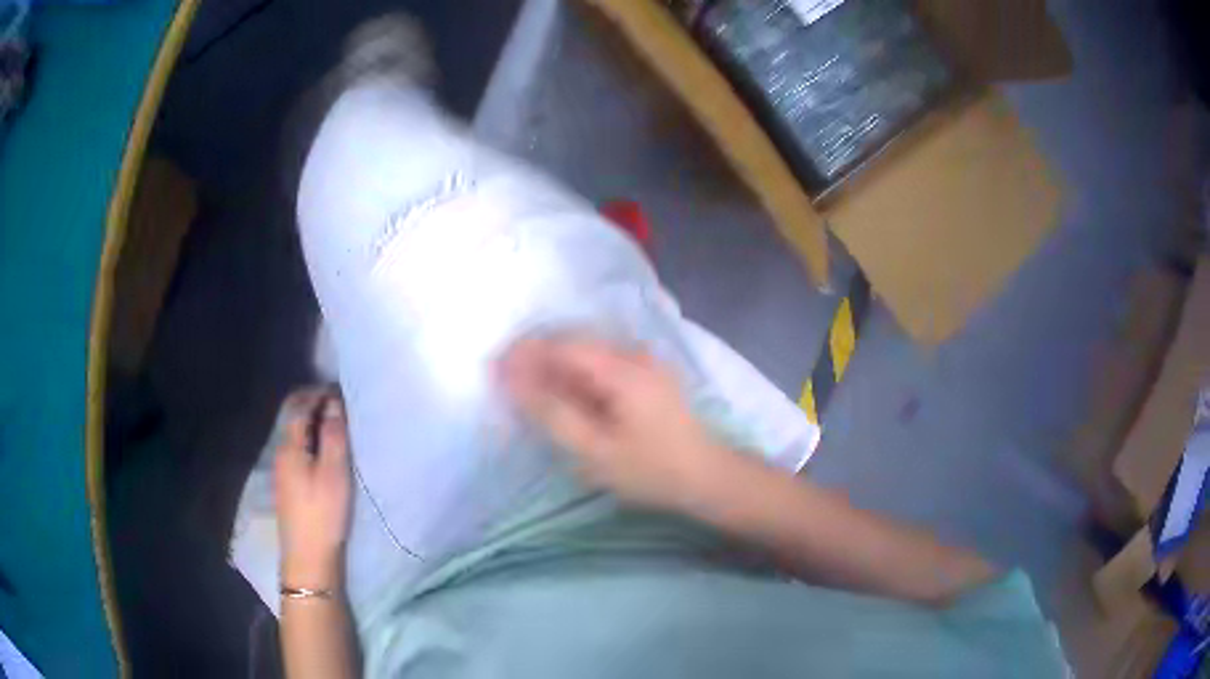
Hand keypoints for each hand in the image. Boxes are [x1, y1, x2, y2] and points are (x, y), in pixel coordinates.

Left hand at [273, 388, 351, 588]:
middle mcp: (280, 451)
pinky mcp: (288, 483)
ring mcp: (282, 468)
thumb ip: (334, 435)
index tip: (343, 392)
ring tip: (338, 426)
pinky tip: (326, 451)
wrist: (308, 557)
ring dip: (313, 422)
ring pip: (295, 432)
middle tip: (341, 406)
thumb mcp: (334, 472)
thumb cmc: (323, 513)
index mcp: (289, 444)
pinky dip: (311, 439)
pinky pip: (297, 447)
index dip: (320, 393)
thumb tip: (334, 402)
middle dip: (314, 403)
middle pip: (293, 415)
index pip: (299, 404)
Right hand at [499, 337, 735, 511]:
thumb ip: (552, 413)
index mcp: (622, 368)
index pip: (562, 345)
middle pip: (573, 342)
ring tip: (528, 391)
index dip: (524, 353)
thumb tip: (513, 379)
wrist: (708, 477)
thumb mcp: (595, 451)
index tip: (494, 368)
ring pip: (586, 352)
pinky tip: (564, 397)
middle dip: (536, 357)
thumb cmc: (651, 470)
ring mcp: (644, 362)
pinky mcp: (648, 375)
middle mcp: (634, 353)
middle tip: (505, 382)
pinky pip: (601, 364)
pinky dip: (575, 375)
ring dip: (554, 366)